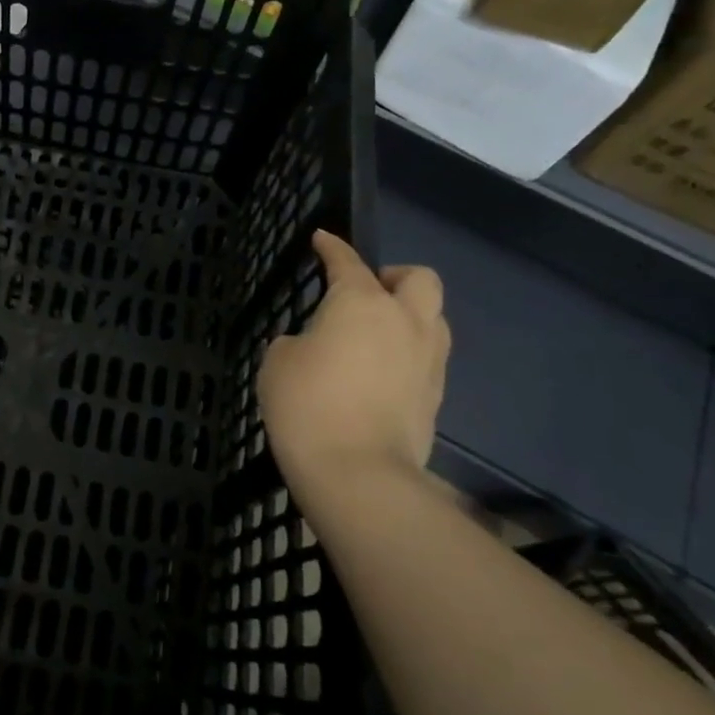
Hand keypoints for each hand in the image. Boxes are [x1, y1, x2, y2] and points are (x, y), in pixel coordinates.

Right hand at [257, 230, 450, 498]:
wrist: (358, 474)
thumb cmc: (307, 404)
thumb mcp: (278, 361)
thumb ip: (297, 341)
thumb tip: (315, 347)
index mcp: (362, 302)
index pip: (347, 260)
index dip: (332, 247)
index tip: (322, 239)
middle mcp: (404, 321)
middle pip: (419, 278)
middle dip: (395, 276)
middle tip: (367, 292)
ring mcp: (427, 360)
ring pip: (433, 318)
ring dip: (410, 315)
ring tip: (378, 334)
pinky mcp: (435, 397)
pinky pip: (428, 358)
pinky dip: (408, 354)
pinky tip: (381, 373)